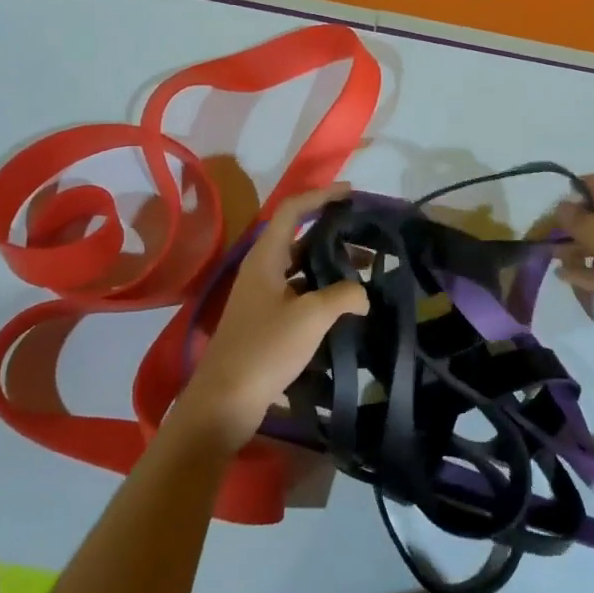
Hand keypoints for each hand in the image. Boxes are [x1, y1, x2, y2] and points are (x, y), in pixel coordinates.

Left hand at [172, 185, 369, 455]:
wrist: (226, 399)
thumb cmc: (265, 348)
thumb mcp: (311, 317)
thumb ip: (343, 296)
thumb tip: (362, 293)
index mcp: (266, 257)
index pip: (293, 210)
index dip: (321, 196)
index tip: (351, 193)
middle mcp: (261, 269)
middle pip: (299, 237)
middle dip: (333, 233)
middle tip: (367, 238)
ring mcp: (262, 295)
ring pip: (300, 266)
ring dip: (330, 264)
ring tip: (365, 273)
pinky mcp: (265, 319)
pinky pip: (298, 291)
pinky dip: (322, 290)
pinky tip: (345, 306)